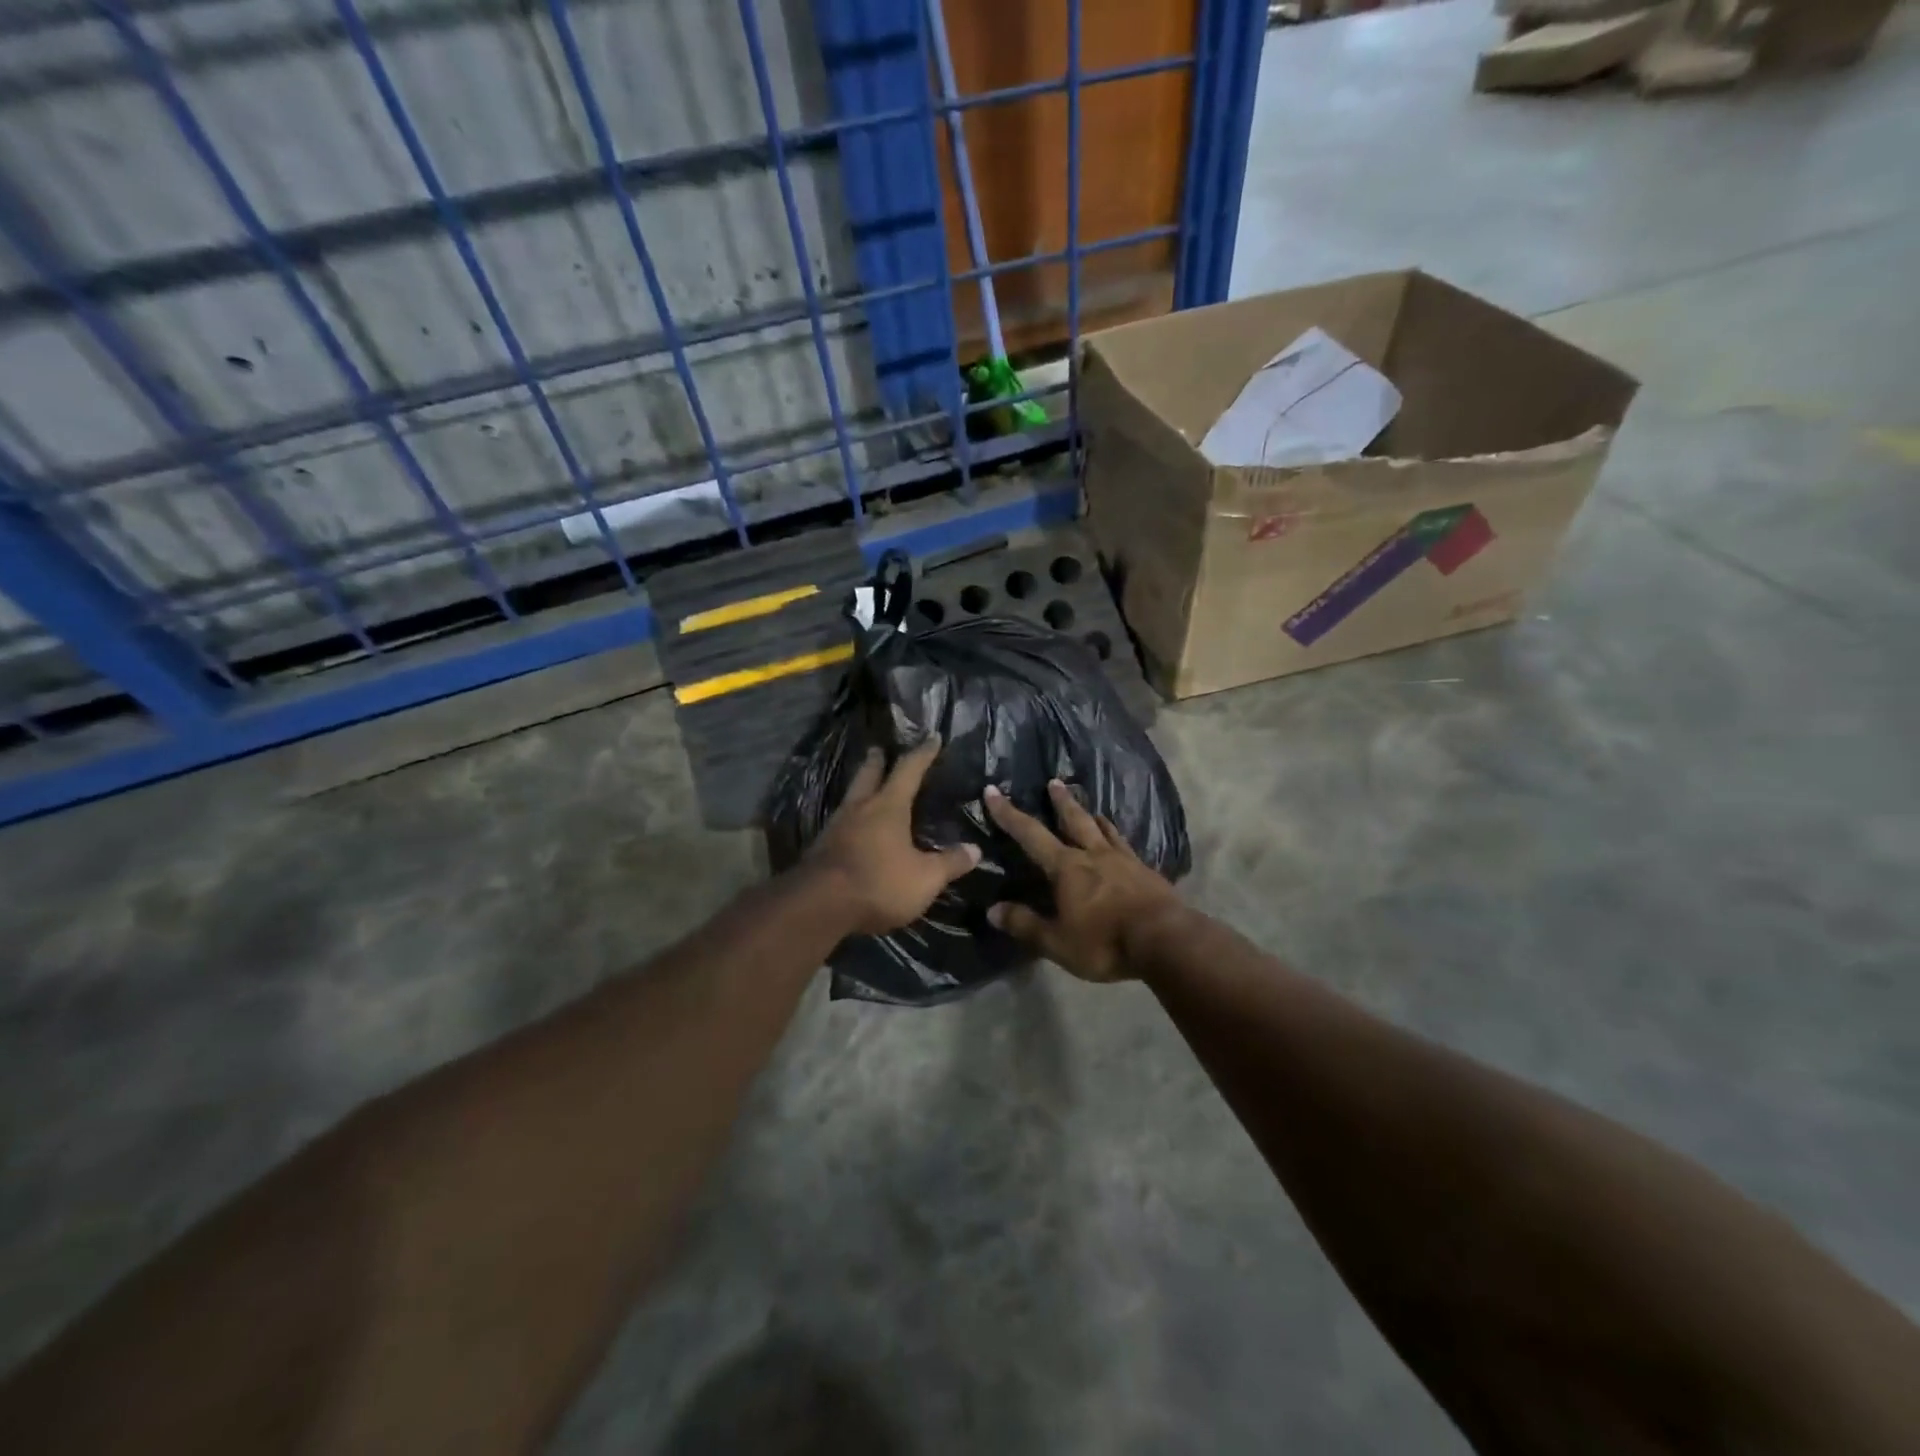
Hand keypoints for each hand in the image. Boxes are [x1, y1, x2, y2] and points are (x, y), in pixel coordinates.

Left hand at [802, 735, 981, 935]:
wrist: (818, 905)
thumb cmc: (879, 883)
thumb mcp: (925, 878)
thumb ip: (949, 863)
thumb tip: (975, 849)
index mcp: (888, 806)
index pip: (909, 770)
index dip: (923, 753)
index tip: (933, 737)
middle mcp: (860, 808)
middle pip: (868, 775)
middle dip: (877, 761)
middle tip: (879, 749)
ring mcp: (836, 827)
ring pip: (851, 797)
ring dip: (860, 787)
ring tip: (867, 786)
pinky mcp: (821, 848)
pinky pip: (840, 822)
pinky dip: (850, 817)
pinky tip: (853, 826)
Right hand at [983, 779, 1184, 982]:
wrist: (1165, 941)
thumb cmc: (1105, 942)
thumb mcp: (1057, 942)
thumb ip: (1025, 924)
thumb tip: (992, 909)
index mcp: (1067, 868)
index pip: (1030, 835)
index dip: (1009, 814)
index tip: (993, 791)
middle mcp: (1094, 855)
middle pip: (1074, 820)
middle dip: (1061, 801)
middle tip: (1054, 781)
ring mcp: (1124, 861)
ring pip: (1105, 830)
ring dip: (1093, 815)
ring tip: (1091, 807)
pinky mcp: (1147, 872)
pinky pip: (1127, 847)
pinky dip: (1118, 838)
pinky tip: (1122, 844)